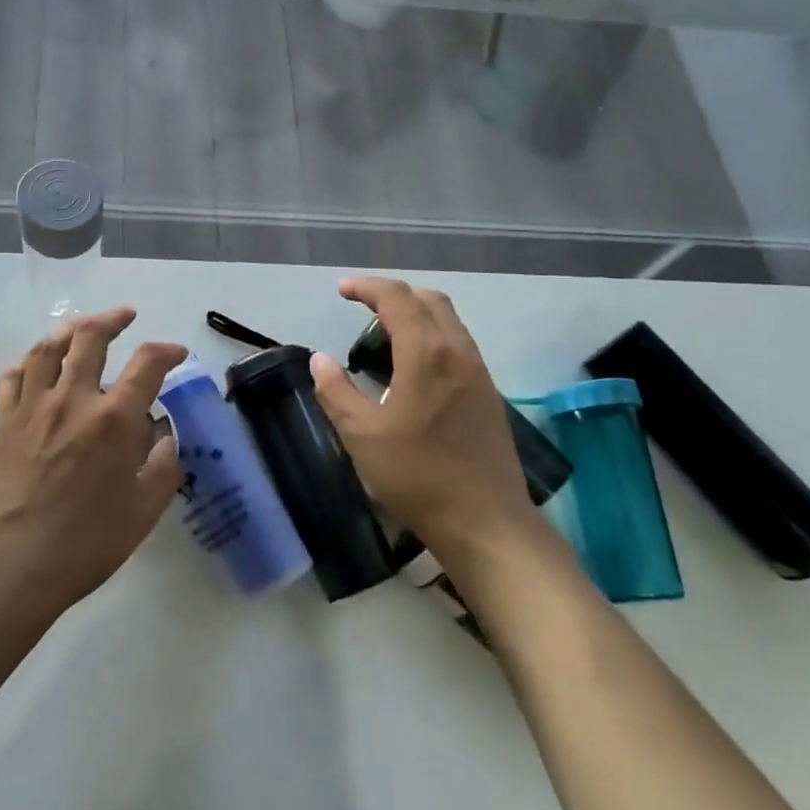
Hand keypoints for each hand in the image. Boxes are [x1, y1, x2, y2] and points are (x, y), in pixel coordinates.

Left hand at [0, 308, 185, 625]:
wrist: (10, 568)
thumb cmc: (84, 545)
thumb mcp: (143, 513)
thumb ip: (163, 468)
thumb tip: (165, 436)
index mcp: (113, 420)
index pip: (147, 364)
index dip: (166, 351)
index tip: (176, 353)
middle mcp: (72, 400)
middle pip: (90, 338)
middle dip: (112, 319)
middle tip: (125, 316)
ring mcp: (31, 407)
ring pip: (47, 348)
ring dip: (68, 329)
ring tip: (81, 327)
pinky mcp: (1, 422)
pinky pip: (11, 377)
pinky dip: (26, 361)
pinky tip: (35, 363)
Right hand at [310, 278, 549, 577]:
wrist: (485, 521)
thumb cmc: (417, 476)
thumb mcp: (362, 436)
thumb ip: (336, 392)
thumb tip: (320, 360)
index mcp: (427, 355)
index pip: (398, 299)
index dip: (368, 288)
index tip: (342, 290)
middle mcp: (458, 352)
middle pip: (430, 300)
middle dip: (395, 293)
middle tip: (363, 305)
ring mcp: (479, 373)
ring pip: (450, 321)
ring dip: (417, 312)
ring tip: (386, 331)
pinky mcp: (489, 394)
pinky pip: (459, 344)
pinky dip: (433, 335)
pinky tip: (415, 365)